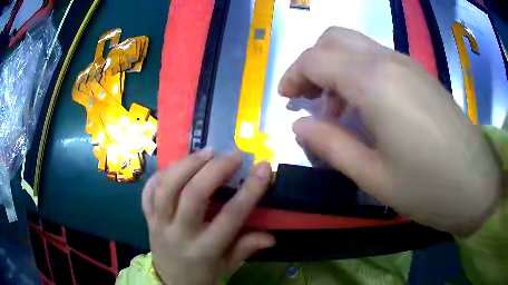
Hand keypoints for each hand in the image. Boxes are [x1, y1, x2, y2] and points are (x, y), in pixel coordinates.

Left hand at [142, 151, 274, 284]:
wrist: (171, 283)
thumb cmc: (204, 275)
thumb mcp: (228, 267)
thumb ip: (247, 248)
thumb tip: (271, 237)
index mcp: (204, 250)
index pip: (230, 217)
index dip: (250, 190)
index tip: (263, 167)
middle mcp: (179, 235)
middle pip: (193, 196)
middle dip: (214, 170)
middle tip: (231, 156)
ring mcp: (159, 225)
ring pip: (167, 188)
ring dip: (187, 165)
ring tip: (206, 152)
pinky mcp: (147, 220)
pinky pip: (148, 192)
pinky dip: (161, 175)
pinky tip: (177, 166)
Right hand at [279, 27, 499, 234]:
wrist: (476, 184)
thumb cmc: (427, 187)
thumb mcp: (372, 176)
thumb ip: (331, 145)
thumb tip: (299, 125)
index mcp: (374, 81)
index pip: (316, 58)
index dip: (293, 74)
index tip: (284, 98)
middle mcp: (389, 60)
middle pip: (334, 39)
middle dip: (312, 63)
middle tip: (307, 97)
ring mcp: (408, 64)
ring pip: (356, 46)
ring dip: (336, 68)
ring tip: (336, 109)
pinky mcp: (420, 74)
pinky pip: (377, 59)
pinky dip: (358, 73)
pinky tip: (366, 106)